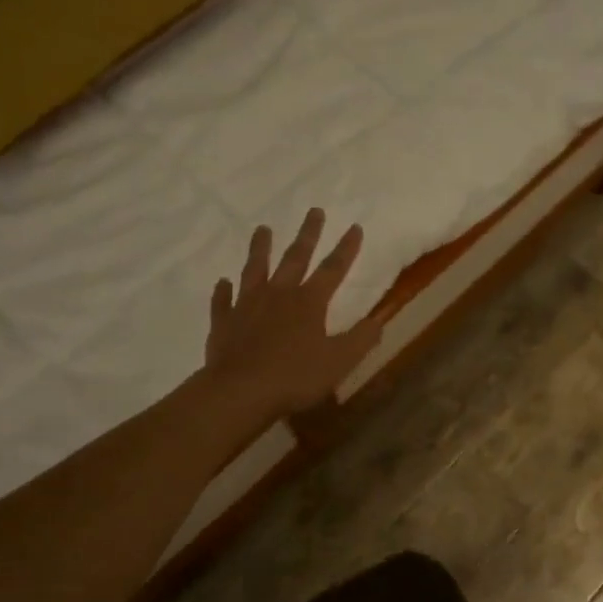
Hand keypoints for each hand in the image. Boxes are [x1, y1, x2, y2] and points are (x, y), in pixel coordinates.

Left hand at [203, 210, 384, 420]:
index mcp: (309, 302)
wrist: (240, 391)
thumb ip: (361, 339)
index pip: (333, 269)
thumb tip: (379, 320)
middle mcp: (278, 295)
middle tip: (314, 211)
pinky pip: (223, 301)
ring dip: (260, 248)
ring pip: (255, 269)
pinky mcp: (224, 322)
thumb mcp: (339, 362)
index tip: (354, 226)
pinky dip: (223, 291)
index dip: (346, 248)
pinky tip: (223, 282)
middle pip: (295, 258)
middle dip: (308, 234)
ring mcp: (247, 305)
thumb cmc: (295, 377)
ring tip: (263, 229)